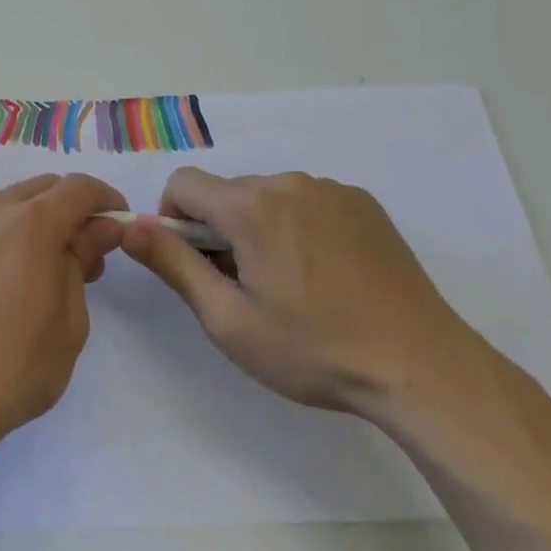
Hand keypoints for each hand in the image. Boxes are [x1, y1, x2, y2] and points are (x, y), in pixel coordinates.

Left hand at [0, 174, 126, 462]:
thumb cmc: (13, 367)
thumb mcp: (69, 321)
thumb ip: (82, 261)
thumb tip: (98, 230)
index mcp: (31, 222)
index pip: (80, 188)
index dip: (107, 201)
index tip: (120, 228)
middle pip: (45, 189)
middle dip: (74, 211)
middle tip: (89, 258)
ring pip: (14, 203)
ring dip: (41, 221)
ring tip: (52, 272)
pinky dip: (12, 233)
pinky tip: (15, 279)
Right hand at [119, 168, 486, 417]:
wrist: (422, 367)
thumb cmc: (314, 349)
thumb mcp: (228, 320)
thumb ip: (172, 265)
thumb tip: (129, 226)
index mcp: (250, 206)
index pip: (183, 184)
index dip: (173, 221)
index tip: (196, 265)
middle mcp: (289, 182)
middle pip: (227, 193)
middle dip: (220, 230)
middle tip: (246, 288)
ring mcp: (332, 189)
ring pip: (268, 197)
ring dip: (260, 229)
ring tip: (291, 286)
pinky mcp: (364, 203)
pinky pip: (308, 202)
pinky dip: (299, 227)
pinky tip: (326, 276)